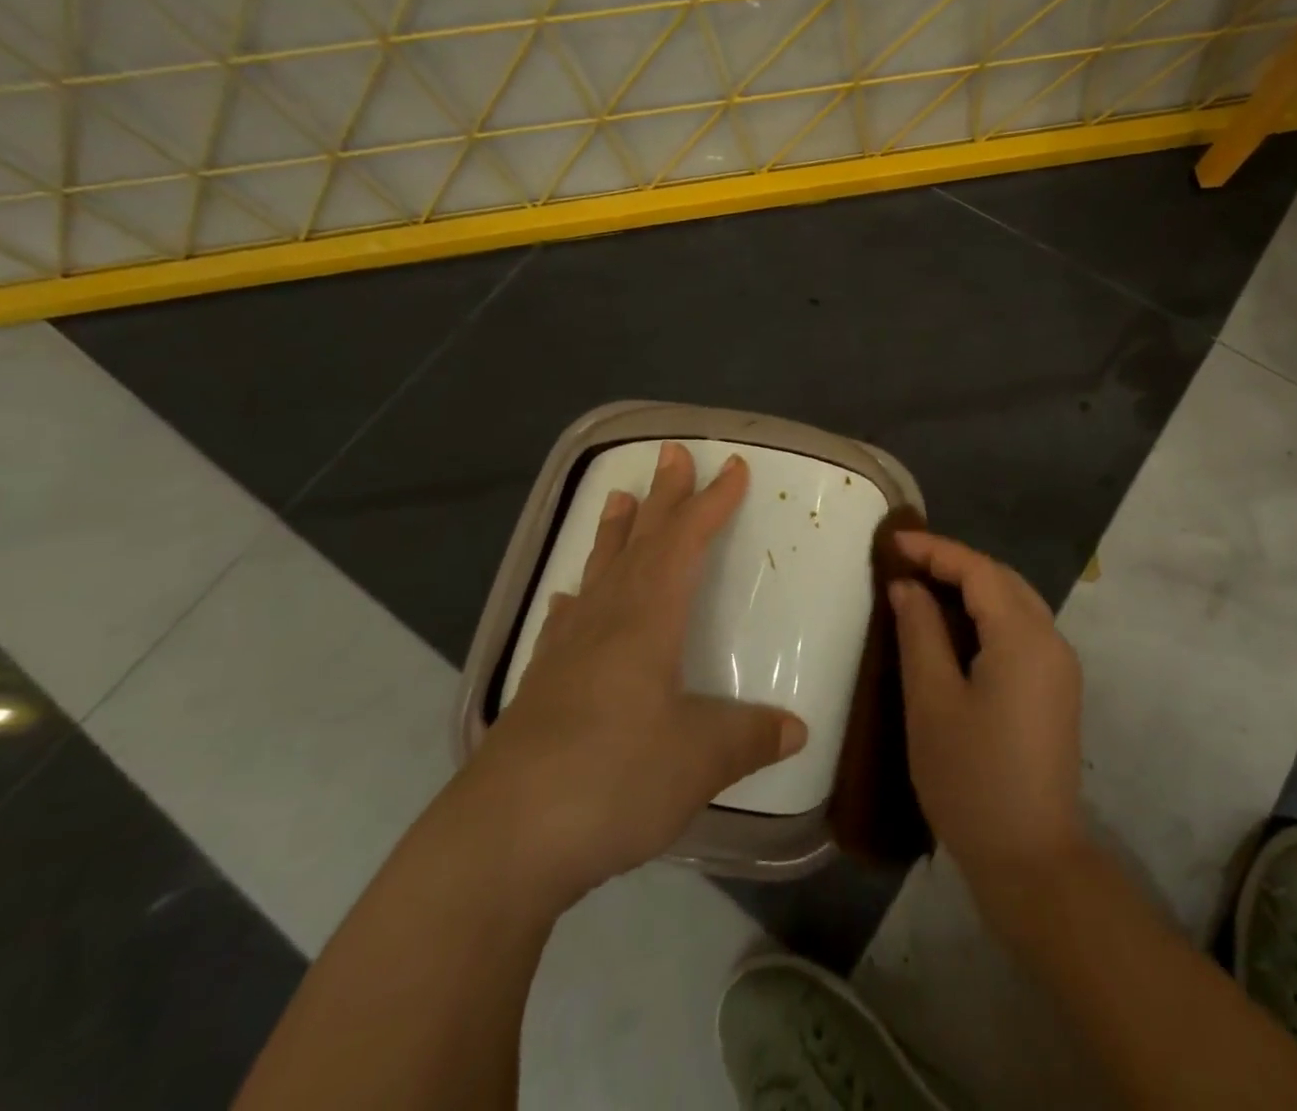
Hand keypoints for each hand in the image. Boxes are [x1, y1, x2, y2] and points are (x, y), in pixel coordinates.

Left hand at [452, 443, 807, 913]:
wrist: (499, 844)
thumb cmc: (612, 781)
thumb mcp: (701, 760)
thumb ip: (751, 737)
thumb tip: (798, 729)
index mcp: (647, 620)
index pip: (686, 543)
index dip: (712, 504)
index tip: (733, 468)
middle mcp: (606, 621)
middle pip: (641, 543)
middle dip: (664, 497)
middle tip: (671, 453)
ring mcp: (566, 653)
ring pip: (599, 572)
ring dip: (616, 533)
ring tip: (620, 497)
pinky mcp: (540, 689)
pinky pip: (565, 622)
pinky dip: (577, 598)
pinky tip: (570, 598)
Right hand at [889, 532, 1085, 900]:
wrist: (1031, 859)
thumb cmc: (971, 780)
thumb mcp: (932, 702)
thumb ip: (920, 633)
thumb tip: (907, 586)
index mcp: (1024, 637)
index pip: (978, 570)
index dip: (935, 550)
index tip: (892, 541)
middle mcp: (1051, 640)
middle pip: (1002, 579)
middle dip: (954, 563)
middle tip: (904, 562)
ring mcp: (1060, 665)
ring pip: (1015, 601)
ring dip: (972, 586)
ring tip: (924, 586)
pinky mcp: (1057, 687)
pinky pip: (1022, 628)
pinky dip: (988, 614)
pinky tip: (956, 626)